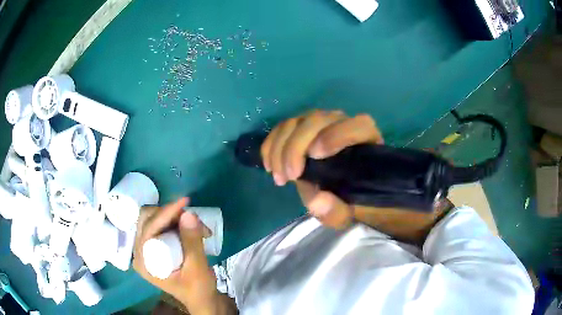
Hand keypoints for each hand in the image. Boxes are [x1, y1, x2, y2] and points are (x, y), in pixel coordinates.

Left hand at [133, 198, 224, 314]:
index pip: (148, 230)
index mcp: (144, 262)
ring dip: (176, 218)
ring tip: (199, 228)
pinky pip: (162, 224)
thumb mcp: (197, 268)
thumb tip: (189, 214)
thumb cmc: (198, 289)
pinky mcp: (155, 245)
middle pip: (147, 219)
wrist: (202, 299)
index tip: (184, 203)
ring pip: (154, 218)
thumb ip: (192, 242)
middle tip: (192, 219)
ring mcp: (146, 248)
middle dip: (170, 215)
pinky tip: (193, 229)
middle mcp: (140, 252)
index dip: (165, 214)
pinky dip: (177, 222)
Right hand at [261, 110, 443, 241]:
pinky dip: (271, 143)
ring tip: (276, 175)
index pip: (358, 125)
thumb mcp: (347, 214)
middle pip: (318, 119)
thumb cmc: (351, 198)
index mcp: (366, 141)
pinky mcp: (303, 127)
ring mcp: (321, 124)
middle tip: (286, 176)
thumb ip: (337, 211)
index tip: (314, 156)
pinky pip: (283, 126)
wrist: (343, 189)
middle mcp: (344, 125)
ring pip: (297, 121)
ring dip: (280, 147)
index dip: (336, 135)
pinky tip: (268, 163)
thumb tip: (317, 200)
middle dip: (296, 146)